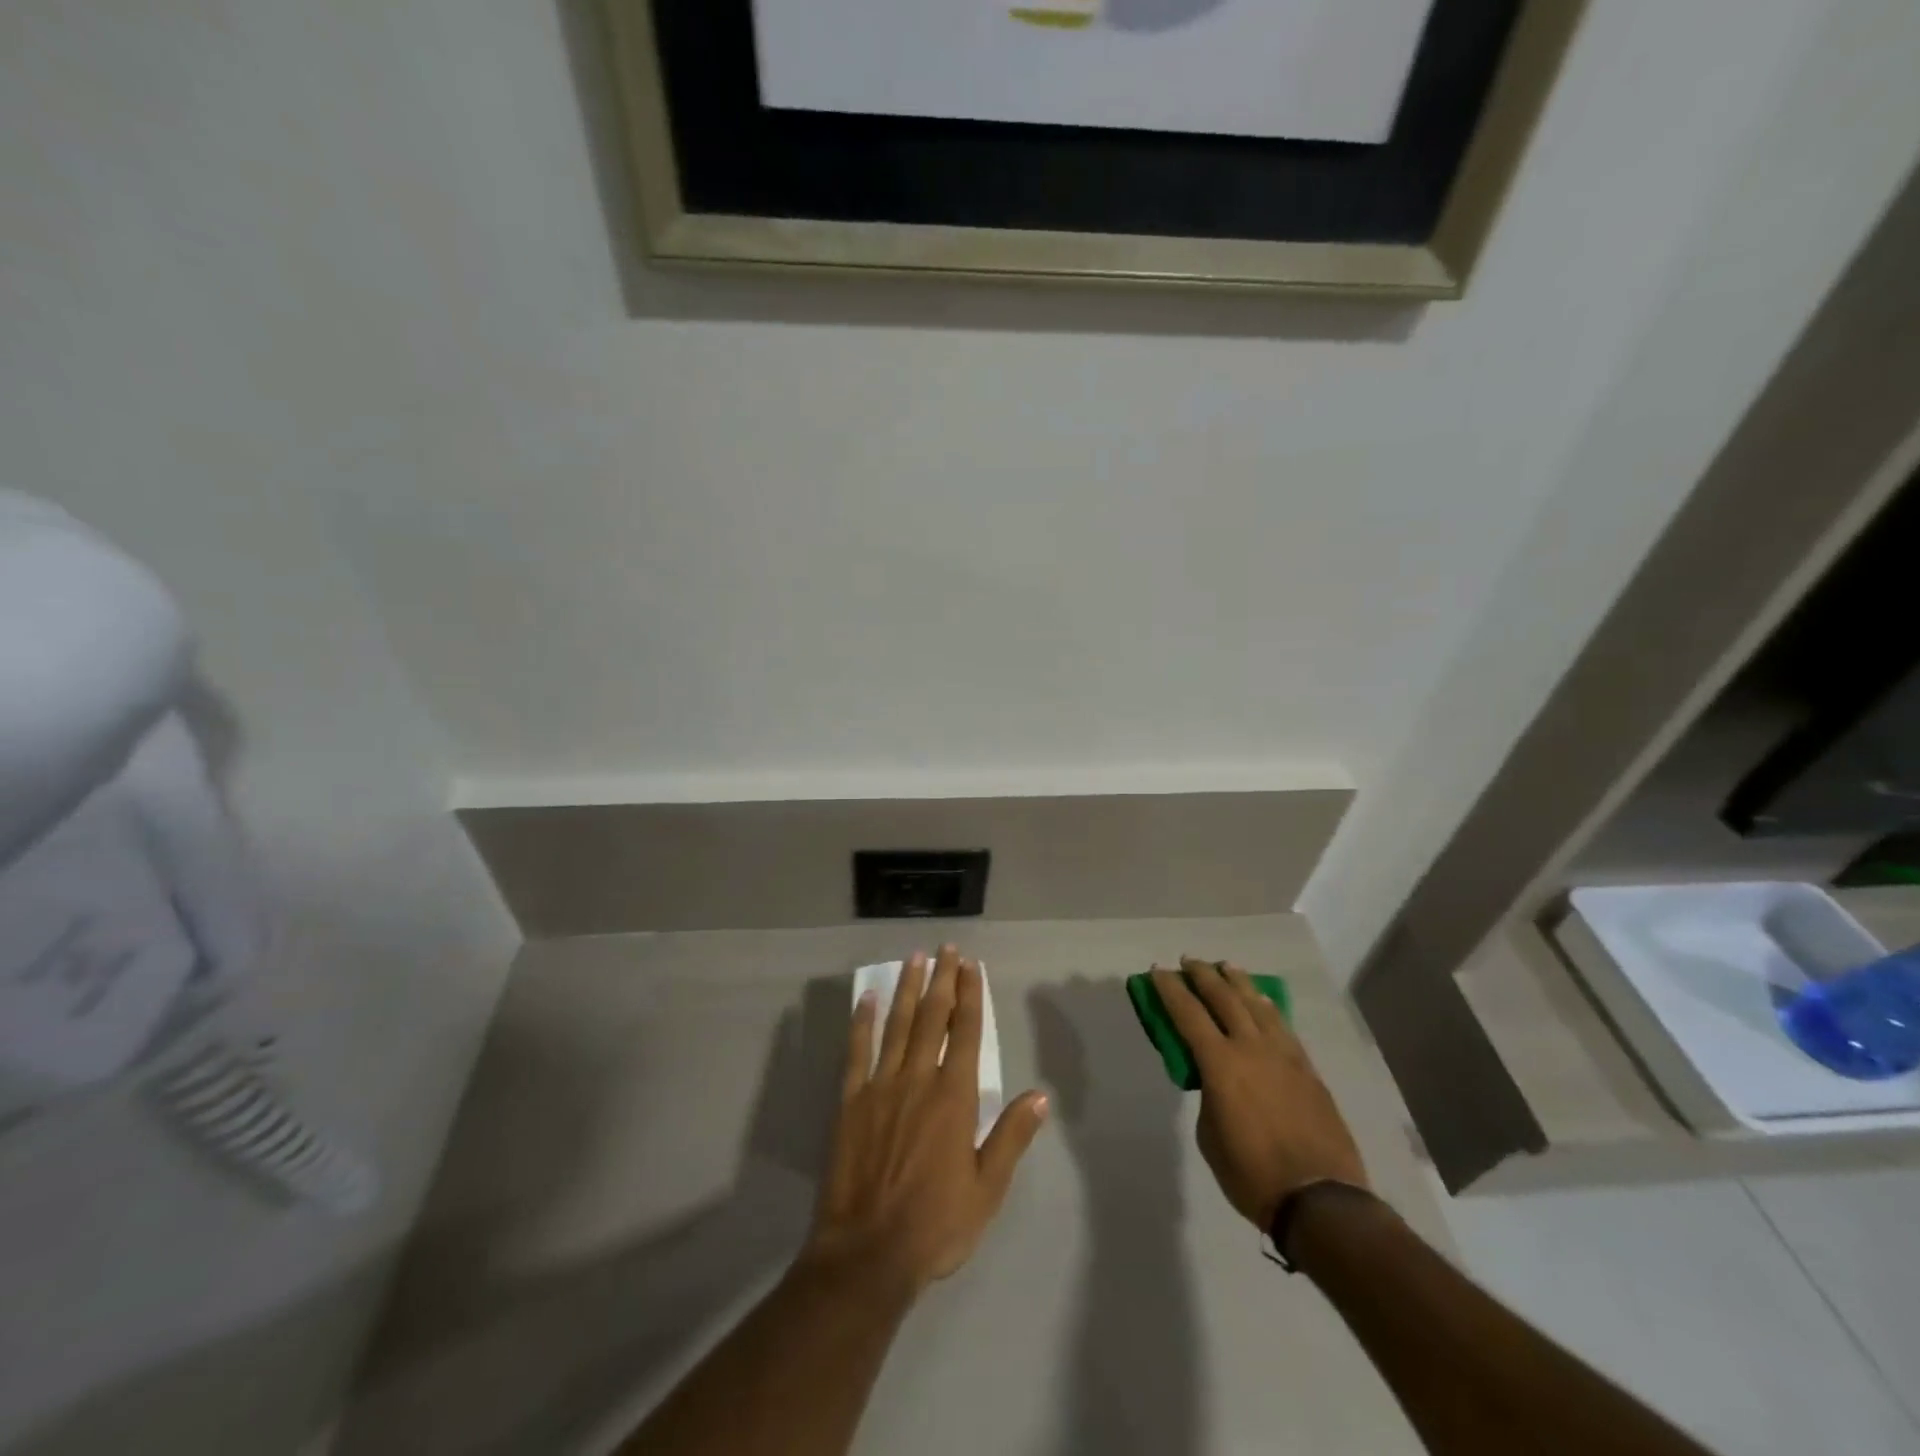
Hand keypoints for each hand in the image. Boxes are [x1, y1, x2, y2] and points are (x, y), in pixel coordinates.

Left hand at [804, 946, 1049, 1294]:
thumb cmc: (935, 1223)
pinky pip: (857, 1051)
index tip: (971, 967)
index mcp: (953, 1097)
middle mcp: (917, 1080)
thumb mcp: (986, 1189)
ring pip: (897, 1025)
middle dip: (942, 980)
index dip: (970, 996)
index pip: (965, 1033)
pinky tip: (867, 999)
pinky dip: (862, 1022)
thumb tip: (1040, 1095)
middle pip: (932, 1018)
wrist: (868, 1253)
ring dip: (907, 989)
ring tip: (914, 959)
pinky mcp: (850, 1101)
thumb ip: (1011, 1136)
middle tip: (947, 949)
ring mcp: (880, 1086)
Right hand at [1151, 957, 1367, 1231]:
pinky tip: (1261, 1001)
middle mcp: (1251, 1048)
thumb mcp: (1210, 1136)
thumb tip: (1217, 1081)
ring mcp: (1284, 1055)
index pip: (1187, 1014)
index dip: (1170, 989)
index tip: (1157, 970)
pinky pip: (1281, 1025)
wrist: (1320, 1200)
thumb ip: (1209, 1095)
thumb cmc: (1252, 1174)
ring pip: (1257, 1004)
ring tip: (1225, 967)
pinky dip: (1266, 1006)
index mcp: (1220, 1064)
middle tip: (1188, 961)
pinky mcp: (1307, 1068)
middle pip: (1223, 998)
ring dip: (1237, 982)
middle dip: (1202, 975)